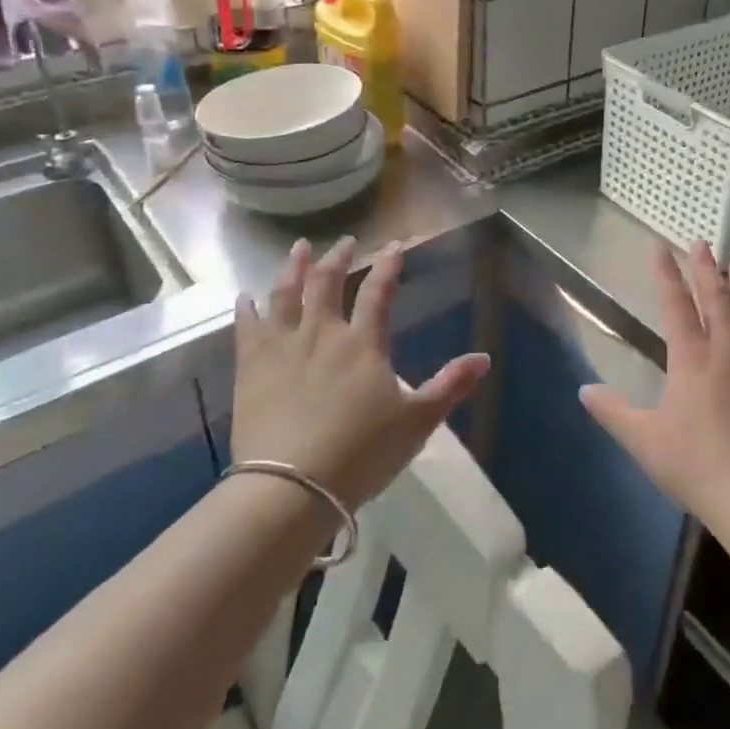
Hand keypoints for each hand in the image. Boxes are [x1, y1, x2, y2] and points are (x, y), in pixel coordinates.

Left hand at [231, 237, 488, 509]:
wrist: (291, 486)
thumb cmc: (361, 453)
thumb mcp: (417, 423)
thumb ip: (450, 386)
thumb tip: (485, 358)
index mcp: (363, 344)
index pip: (379, 293)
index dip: (388, 267)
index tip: (394, 246)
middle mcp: (322, 334)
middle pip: (327, 284)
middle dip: (338, 259)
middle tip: (344, 241)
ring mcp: (283, 348)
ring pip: (286, 295)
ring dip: (294, 268)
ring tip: (299, 248)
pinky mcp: (251, 368)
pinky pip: (246, 328)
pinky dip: (246, 309)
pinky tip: (244, 296)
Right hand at [581, 241, 729, 534]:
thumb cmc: (696, 465)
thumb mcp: (644, 440)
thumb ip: (613, 412)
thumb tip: (583, 390)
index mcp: (690, 359)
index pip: (675, 305)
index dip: (666, 273)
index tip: (661, 246)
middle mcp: (726, 350)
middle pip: (716, 299)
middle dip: (706, 268)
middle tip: (703, 242)